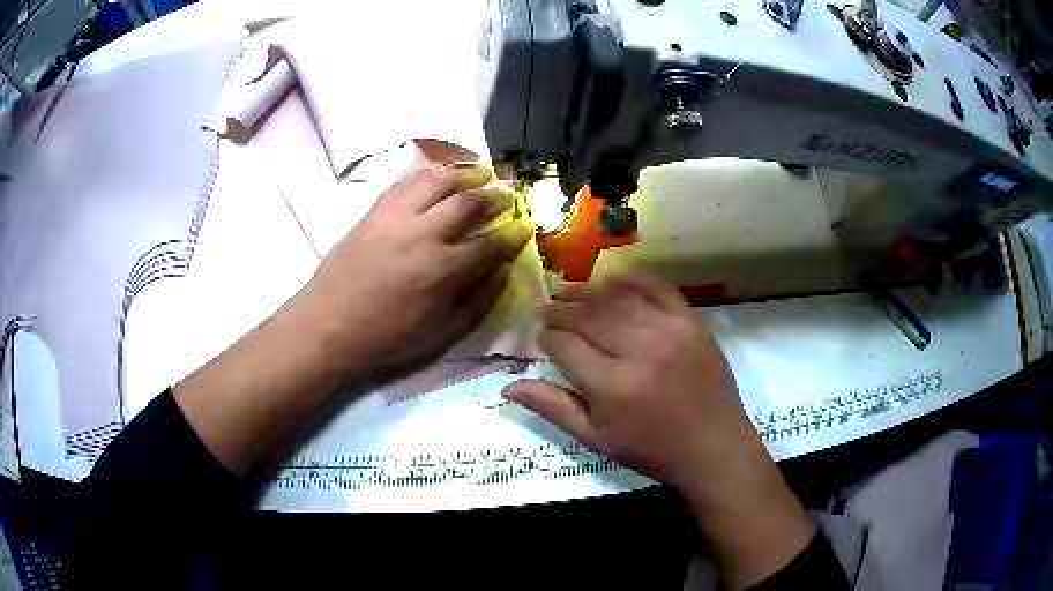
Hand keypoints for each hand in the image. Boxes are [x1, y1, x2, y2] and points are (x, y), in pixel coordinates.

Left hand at [174, 160, 531, 475]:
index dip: (515, 233)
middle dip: (496, 194)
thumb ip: (479, 299)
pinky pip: (407, 181)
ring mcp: (396, 217)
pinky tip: (440, 174)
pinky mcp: (374, 211)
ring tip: (482, 170)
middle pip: (469, 201)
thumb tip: (504, 269)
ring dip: (465, 171)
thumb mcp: (442, 332)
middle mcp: (424, 233)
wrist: (328, 325)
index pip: (492, 242)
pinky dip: (430, 173)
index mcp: (444, 269)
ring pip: (438, 180)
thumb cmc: (387, 337)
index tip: (527, 226)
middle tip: (509, 191)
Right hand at [503, 270, 746, 489]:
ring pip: (618, 299)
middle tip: (546, 309)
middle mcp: (639, 350)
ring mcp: (670, 331)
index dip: (547, 339)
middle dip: (561, 311)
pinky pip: (658, 288)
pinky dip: (633, 278)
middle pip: (588, 317)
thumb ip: (553, 408)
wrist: (713, 446)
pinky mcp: (692, 322)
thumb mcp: (596, 438)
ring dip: (588, 292)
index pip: (565, 347)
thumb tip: (508, 386)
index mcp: (613, 386)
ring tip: (568, 291)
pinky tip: (613, 277)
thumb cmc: (651, 450)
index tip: (541, 339)